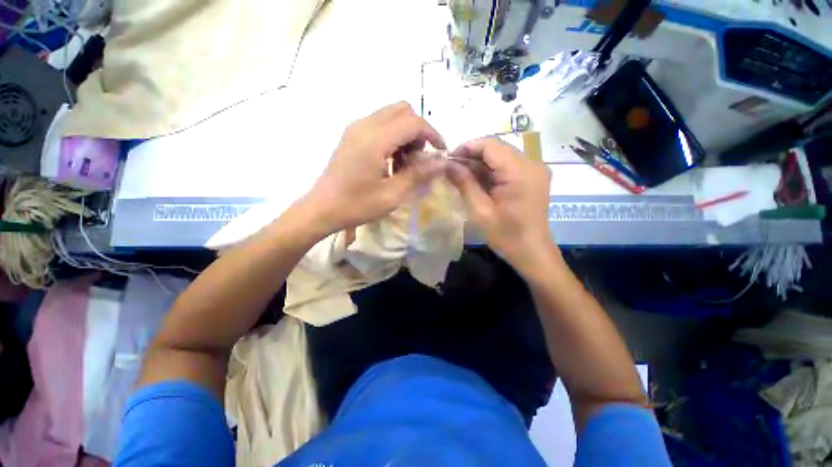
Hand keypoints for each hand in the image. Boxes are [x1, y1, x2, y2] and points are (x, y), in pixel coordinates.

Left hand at [307, 102, 446, 231]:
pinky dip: (393, 136)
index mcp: (375, 139)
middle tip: (419, 158)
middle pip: (403, 110)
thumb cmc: (357, 205)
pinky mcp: (351, 134)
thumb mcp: (393, 194)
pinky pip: (380, 124)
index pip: (414, 122)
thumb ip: (418, 174)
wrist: (322, 208)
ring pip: (391, 115)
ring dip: (406, 133)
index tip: (441, 153)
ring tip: (404, 162)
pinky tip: (390, 160)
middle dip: (418, 131)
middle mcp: (365, 125)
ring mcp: (356, 127)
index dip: (433, 134)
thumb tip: (441, 162)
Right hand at [446, 138, 554, 271]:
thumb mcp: (480, 210)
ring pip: (501, 156)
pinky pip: (508, 166)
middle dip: (472, 156)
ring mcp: (534, 170)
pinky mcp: (533, 177)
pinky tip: (476, 181)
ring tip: (460, 175)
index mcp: (520, 171)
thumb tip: (447, 164)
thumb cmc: (506, 235)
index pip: (490, 145)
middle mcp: (531, 163)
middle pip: (496, 148)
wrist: (532, 253)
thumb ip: (464, 183)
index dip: (467, 147)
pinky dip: (491, 171)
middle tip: (452, 169)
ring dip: (480, 164)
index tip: (448, 159)